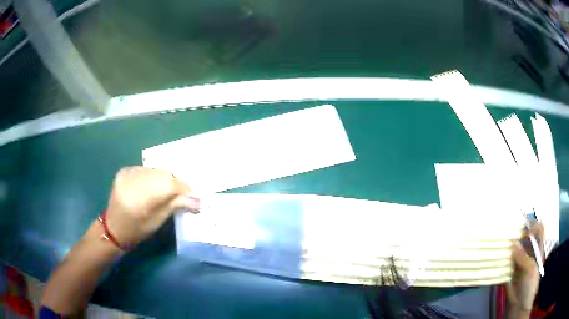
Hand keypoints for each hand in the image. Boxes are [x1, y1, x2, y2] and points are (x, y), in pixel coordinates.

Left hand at [105, 166, 198, 247]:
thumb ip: (175, 206)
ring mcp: (127, 174)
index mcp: (141, 199)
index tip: (195, 195)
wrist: (114, 228)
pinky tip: (153, 185)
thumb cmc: (137, 230)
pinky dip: (153, 176)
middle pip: (163, 174)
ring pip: (155, 170)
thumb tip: (197, 200)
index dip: (184, 188)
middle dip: (175, 183)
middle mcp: (133, 181)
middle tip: (182, 193)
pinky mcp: (124, 171)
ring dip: (164, 178)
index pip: (169, 185)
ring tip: (167, 190)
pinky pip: (145, 169)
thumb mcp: (158, 222)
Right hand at [507, 220, 542, 312]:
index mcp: (538, 250)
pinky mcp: (510, 272)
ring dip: (509, 245)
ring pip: (515, 250)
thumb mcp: (529, 270)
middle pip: (526, 238)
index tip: (526, 229)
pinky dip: (503, 257)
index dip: (534, 225)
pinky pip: (507, 262)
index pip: (539, 230)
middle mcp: (529, 253)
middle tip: (510, 231)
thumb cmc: (529, 286)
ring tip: (501, 240)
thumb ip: (522, 257)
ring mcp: (520, 263)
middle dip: (519, 233)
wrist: (519, 306)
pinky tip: (497, 254)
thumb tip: (513, 243)